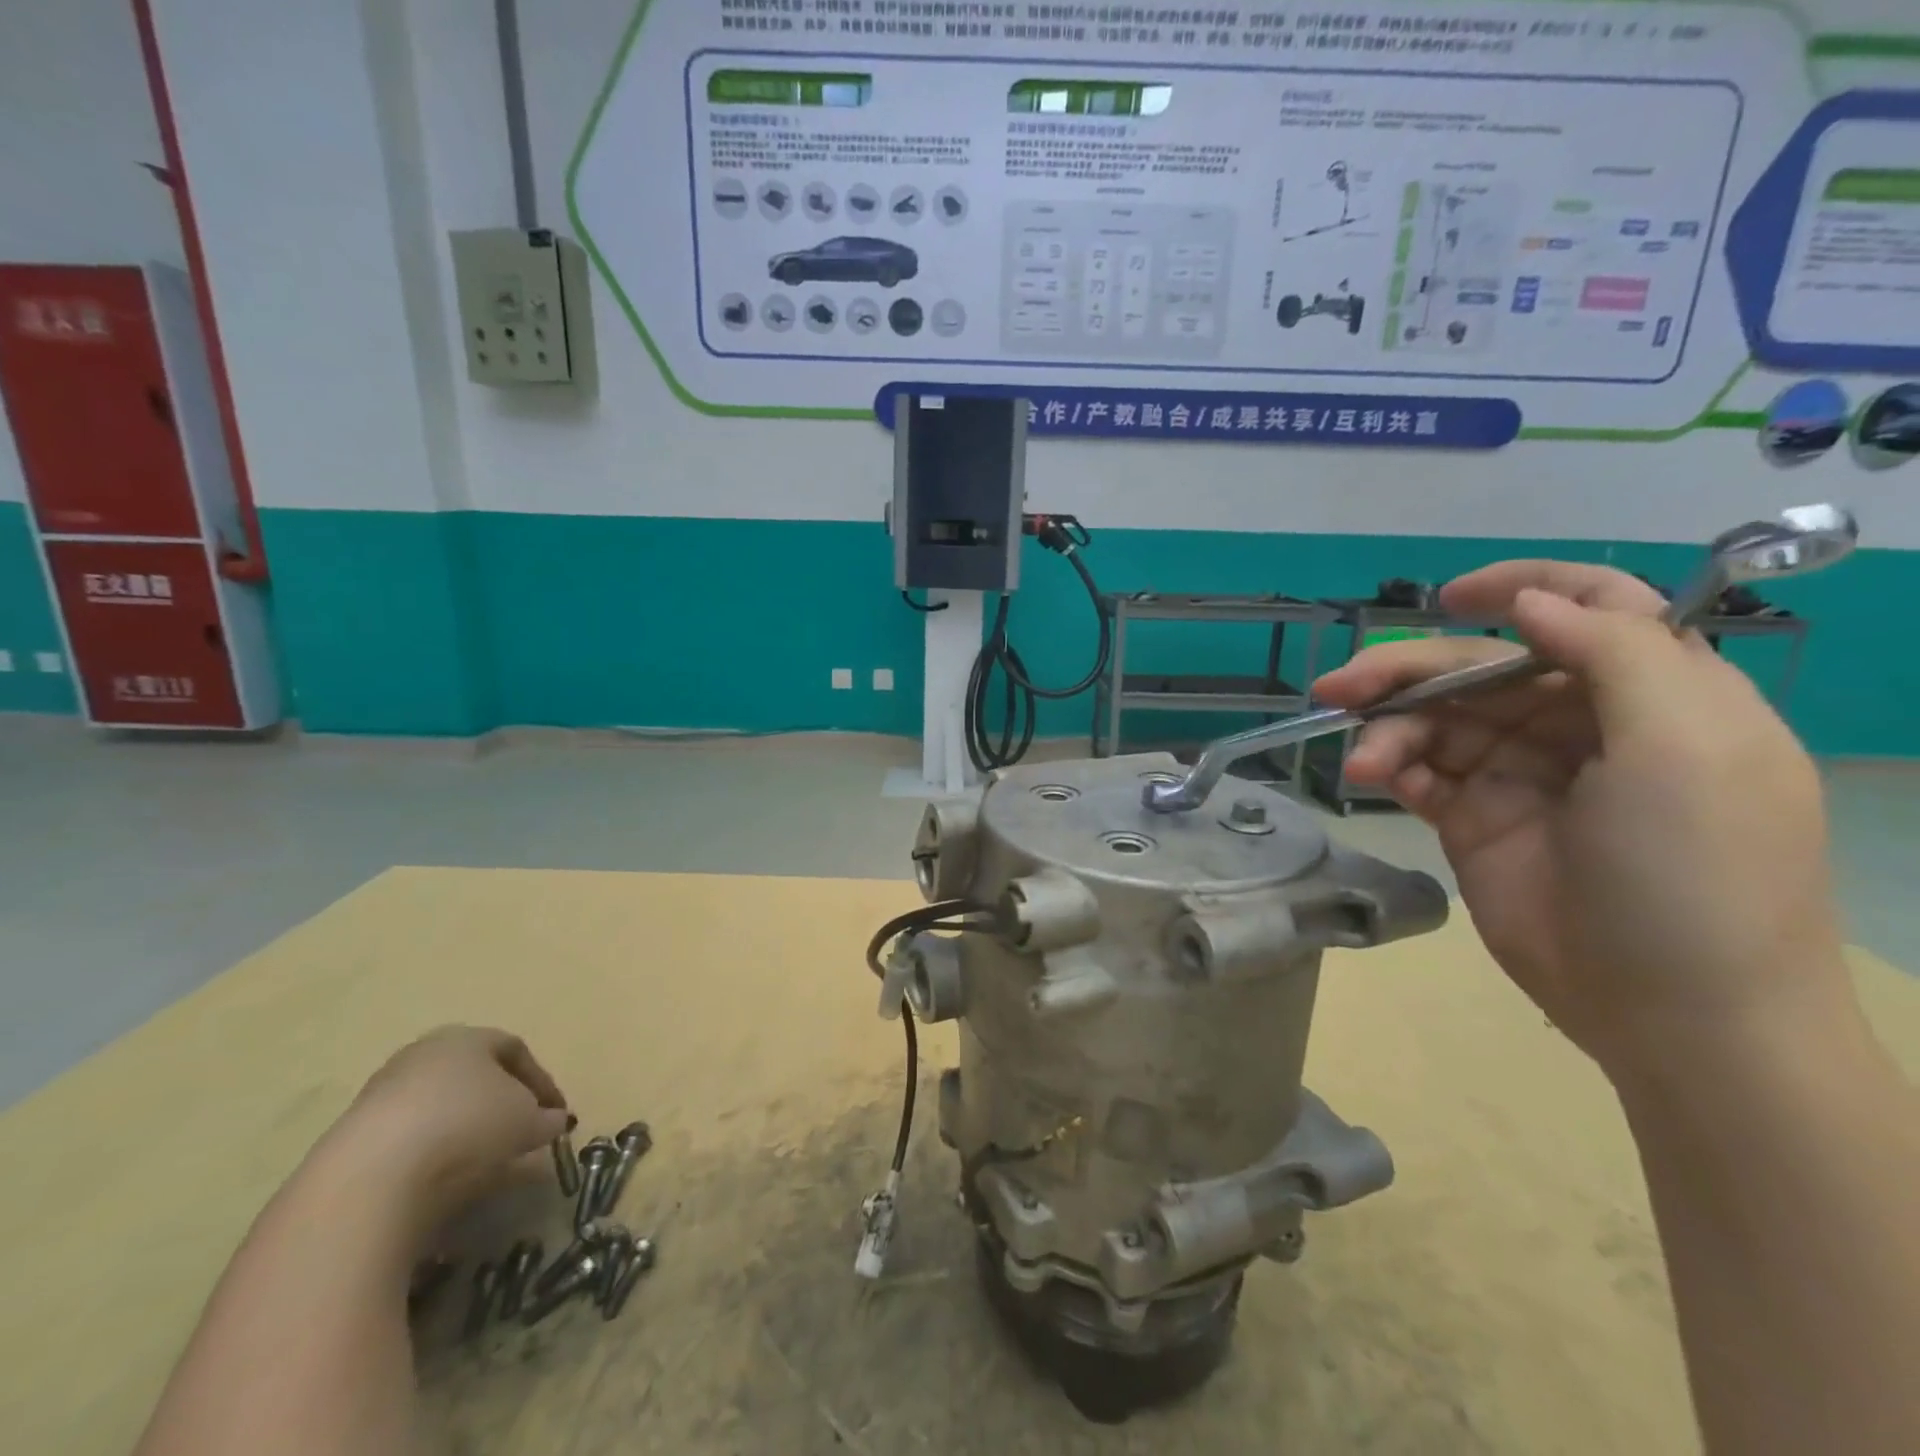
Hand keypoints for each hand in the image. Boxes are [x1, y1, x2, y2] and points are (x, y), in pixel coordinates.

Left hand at [327, 1026, 571, 1237]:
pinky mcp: (352, 1133)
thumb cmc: (467, 1125)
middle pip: (473, 1074)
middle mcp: (424, 1053)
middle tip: (519, 1131)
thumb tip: (555, 1121)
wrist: (371, 1174)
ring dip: (463, 1128)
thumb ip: (545, 1118)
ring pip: (438, 1104)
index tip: (556, 1114)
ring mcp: (382, 1091)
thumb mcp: (526, 1122)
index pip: (515, 1050)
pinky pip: (407, 1135)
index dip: (541, 1082)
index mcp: (468, 1036)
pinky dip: (430, 1150)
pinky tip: (440, 1176)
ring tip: (481, 1160)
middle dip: (500, 1102)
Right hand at [1313, 562, 1847, 1079]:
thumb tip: (1531, 604)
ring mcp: (1522, 775)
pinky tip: (1373, 777)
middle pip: (1483, 669)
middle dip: (1409, 671)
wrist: (1675, 1013)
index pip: (1591, 611)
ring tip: (1362, 761)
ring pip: (1438, 721)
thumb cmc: (1697, 869)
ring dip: (1390, 728)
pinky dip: (1390, 766)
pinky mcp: (1474, 820)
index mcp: (1653, 694)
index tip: (1452, 597)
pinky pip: (1420, 772)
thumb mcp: (1686, 748)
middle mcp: (1582, 726)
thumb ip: (1615, 655)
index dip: (1522, 589)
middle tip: (1340, 685)